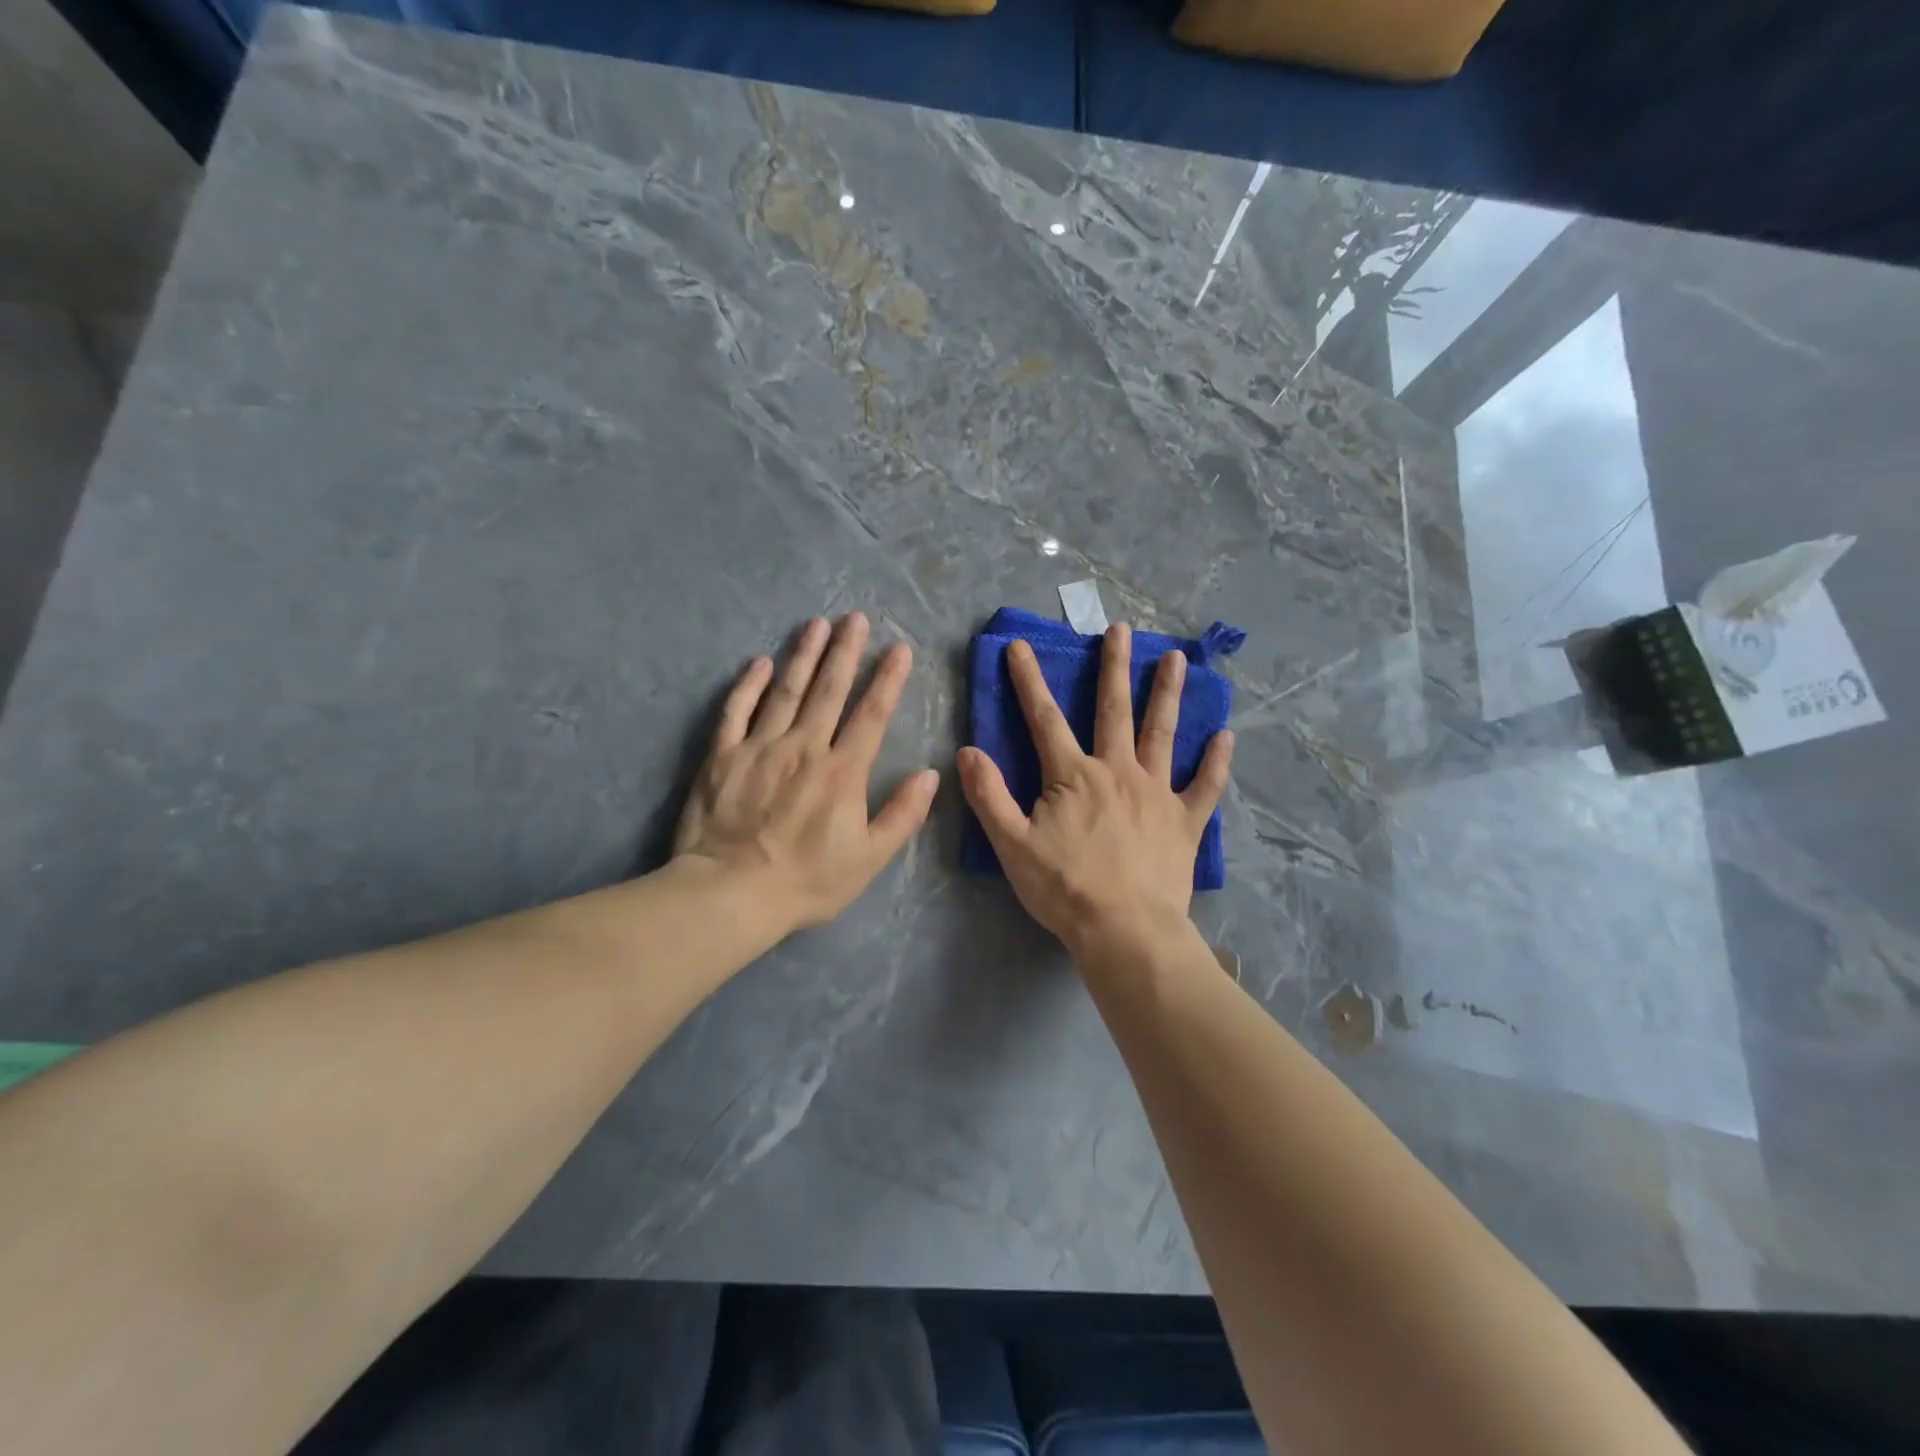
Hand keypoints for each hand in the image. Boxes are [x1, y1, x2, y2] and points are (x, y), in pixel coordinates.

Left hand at [674, 614, 938, 933]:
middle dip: (846, 651)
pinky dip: (748, 685)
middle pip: (829, 690)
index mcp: (842, 771)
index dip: (888, 680)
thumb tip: (930, 775)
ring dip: (804, 655)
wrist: (730, 894)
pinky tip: (759, 662)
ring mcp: (760, 747)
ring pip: (786, 690)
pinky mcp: (722, 756)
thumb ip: (903, 815)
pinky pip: (736, 711)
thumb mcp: (869, 859)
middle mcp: (804, 747)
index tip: (900, 649)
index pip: (871, 715)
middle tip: (856, 617)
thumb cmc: (806, 881)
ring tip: (817, 624)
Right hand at [956, 623, 1232, 960]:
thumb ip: (989, 795)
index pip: (1044, 718)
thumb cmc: (1064, 889)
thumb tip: (967, 751)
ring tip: (1176, 660)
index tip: (1020, 646)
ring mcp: (1157, 793)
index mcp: (1073, 776)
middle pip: (1114, 710)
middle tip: (1121, 630)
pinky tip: (1225, 736)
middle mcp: (1118, 771)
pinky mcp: (1185, 821)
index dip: (1028, 681)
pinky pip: (1205, 786)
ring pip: (1162, 734)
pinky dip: (1216, 762)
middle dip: (1114, 667)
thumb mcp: (1012, 845)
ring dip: (1168, 694)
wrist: (1125, 931)